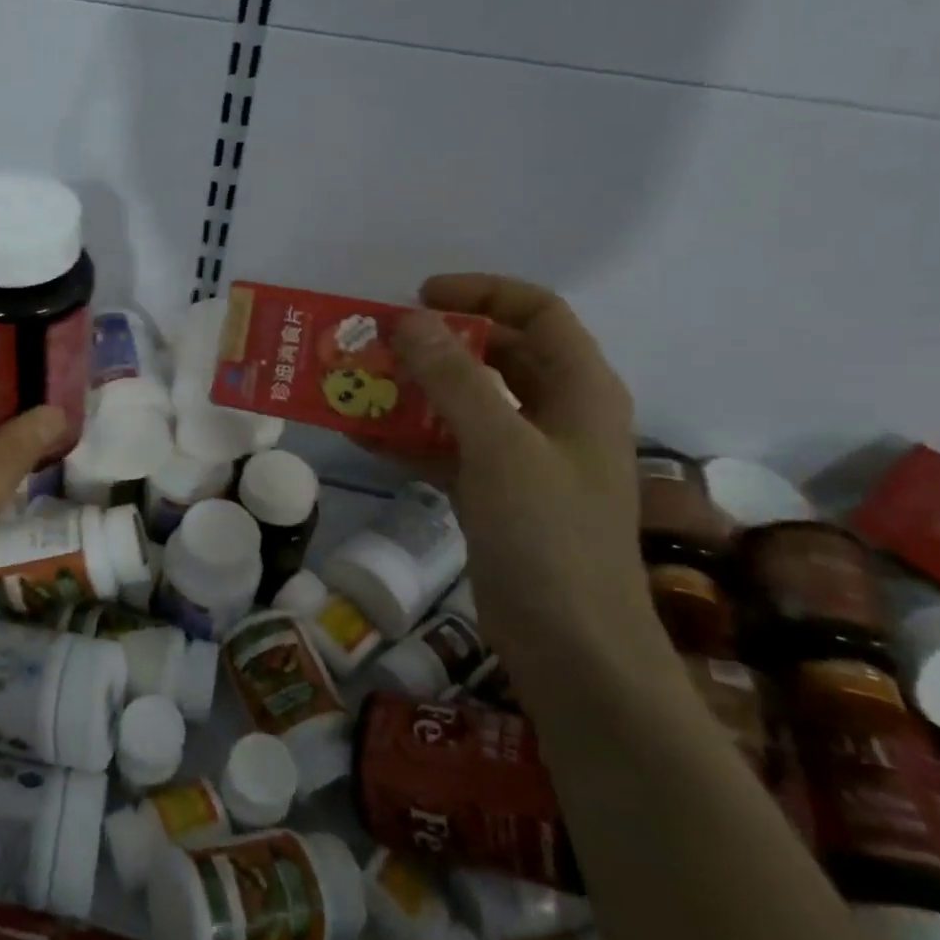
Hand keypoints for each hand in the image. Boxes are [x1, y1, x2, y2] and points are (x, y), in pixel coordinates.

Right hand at [394, 275, 657, 674]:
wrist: (571, 647)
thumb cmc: (548, 536)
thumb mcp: (500, 446)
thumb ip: (452, 378)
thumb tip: (406, 320)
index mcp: (580, 390)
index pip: (536, 311)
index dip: (480, 292)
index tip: (418, 297)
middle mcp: (557, 414)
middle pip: (497, 354)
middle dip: (437, 343)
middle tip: (379, 341)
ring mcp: (526, 457)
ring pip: (467, 402)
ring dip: (416, 390)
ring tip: (359, 382)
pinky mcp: (496, 494)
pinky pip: (449, 447)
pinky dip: (410, 437)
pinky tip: (361, 436)